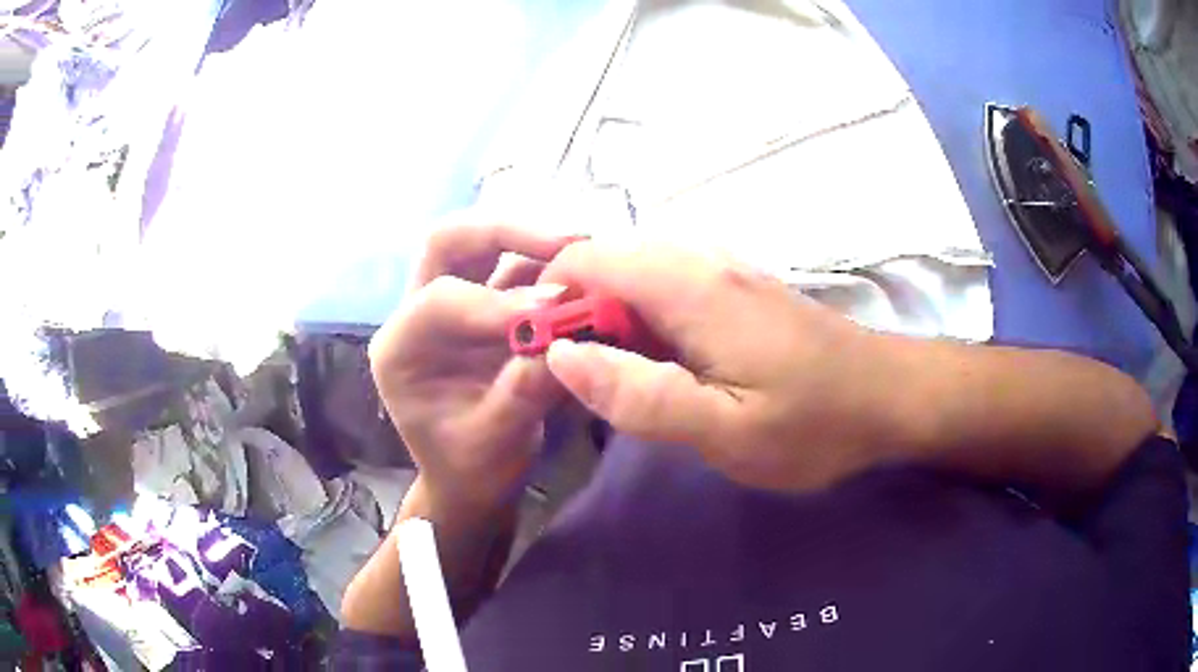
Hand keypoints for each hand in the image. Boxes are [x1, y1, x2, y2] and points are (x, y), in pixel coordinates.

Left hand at [368, 216, 577, 511]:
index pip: (439, 301)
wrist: (472, 479)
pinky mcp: (482, 308)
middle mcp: (416, 315)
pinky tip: (582, 271)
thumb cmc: (470, 467)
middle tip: (566, 241)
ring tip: (583, 247)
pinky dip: (545, 265)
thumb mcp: (494, 443)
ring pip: (478, 245)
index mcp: (400, 350)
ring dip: (529, 241)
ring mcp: (450, 306)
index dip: (496, 301)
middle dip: (505, 234)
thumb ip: (523, 395)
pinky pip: (510, 269)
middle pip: (448, 243)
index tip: (556, 308)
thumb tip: (568, 345)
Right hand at [539, 239, 901, 490]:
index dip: (549, 297)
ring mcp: (725, 270)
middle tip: (582, 377)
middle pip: (609, 260)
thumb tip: (559, 355)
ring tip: (621, 377)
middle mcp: (703, 260)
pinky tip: (664, 364)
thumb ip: (639, 395)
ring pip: (638, 272)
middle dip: (577, 309)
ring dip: (612, 316)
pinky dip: (646, 317)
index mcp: (691, 286)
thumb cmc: (815, 422)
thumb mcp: (725, 431)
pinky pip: (670, 284)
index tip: (540, 353)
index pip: (588, 258)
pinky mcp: (739, 287)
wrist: (891, 396)